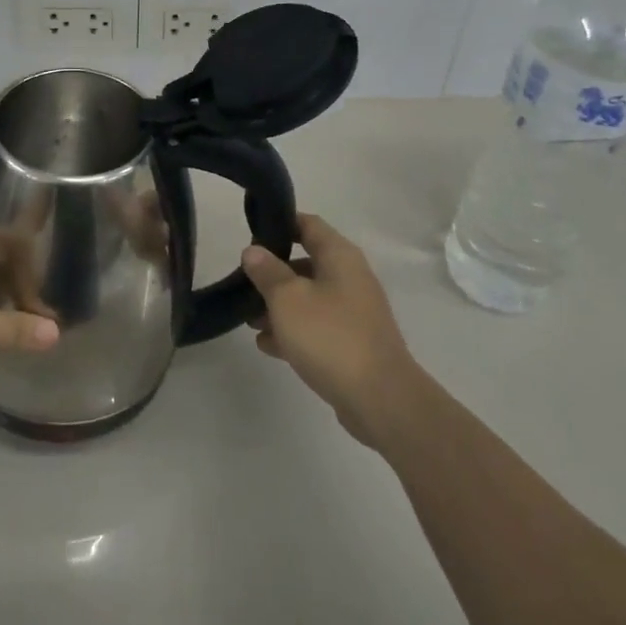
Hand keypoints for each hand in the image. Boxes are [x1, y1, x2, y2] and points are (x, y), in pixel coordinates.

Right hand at [242, 213, 418, 448]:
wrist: (381, 401)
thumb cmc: (330, 337)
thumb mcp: (288, 299)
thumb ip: (267, 272)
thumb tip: (253, 251)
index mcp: (340, 257)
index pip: (308, 224)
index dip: (280, 224)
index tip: (251, 233)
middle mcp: (350, 279)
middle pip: (305, 263)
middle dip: (272, 273)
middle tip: (244, 283)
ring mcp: (354, 313)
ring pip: (309, 298)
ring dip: (279, 306)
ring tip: (249, 320)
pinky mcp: (352, 344)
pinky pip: (317, 328)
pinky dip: (293, 331)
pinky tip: (267, 346)